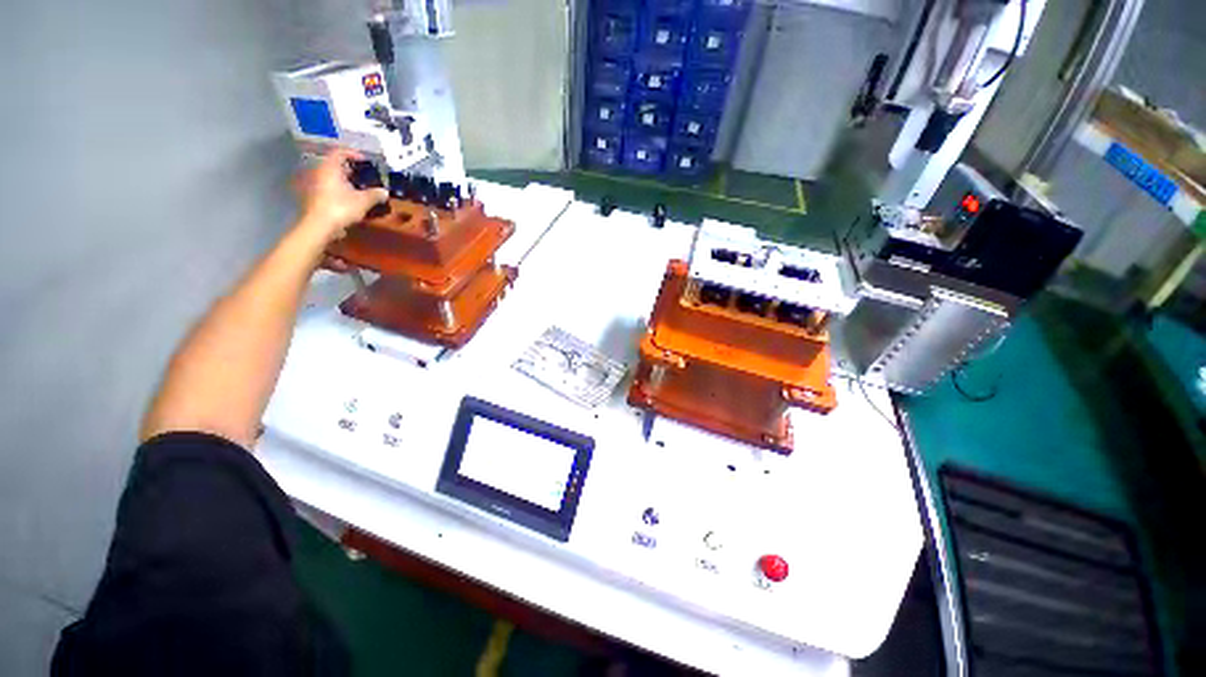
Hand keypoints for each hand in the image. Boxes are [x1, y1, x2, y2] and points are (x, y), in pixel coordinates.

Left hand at [294, 148, 387, 242]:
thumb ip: (375, 194)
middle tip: (365, 175)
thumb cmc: (341, 207)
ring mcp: (316, 185)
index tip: (366, 160)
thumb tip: (385, 192)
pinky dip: (341, 189)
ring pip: (333, 176)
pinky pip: (330, 187)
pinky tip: (352, 197)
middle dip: (351, 168)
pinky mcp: (316, 197)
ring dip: (346, 179)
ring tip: (361, 187)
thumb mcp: (363, 201)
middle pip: (335, 164)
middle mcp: (321, 172)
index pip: (340, 152)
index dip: (353, 154)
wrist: (321, 225)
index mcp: (330, 168)